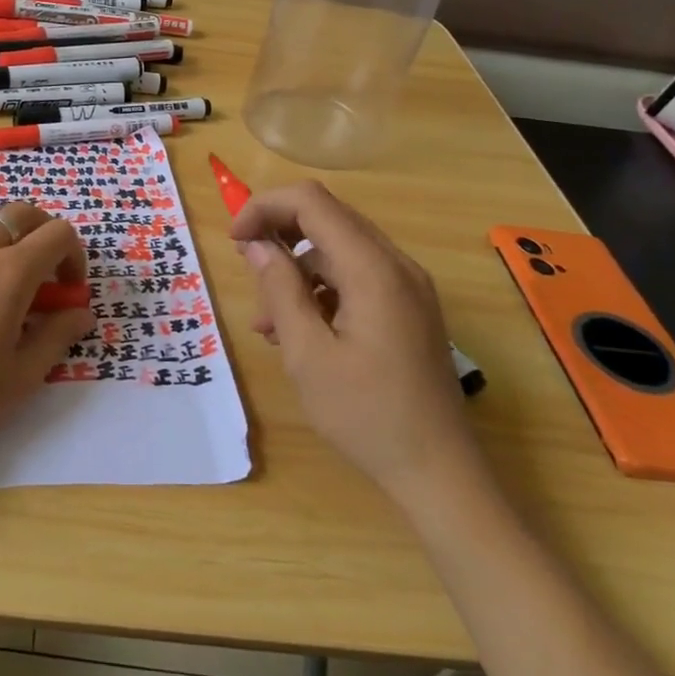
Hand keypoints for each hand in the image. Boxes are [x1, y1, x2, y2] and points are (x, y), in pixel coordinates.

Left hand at [0, 203, 92, 481]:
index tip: (68, 291)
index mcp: (9, 273)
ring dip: (4, 234)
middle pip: (22, 213)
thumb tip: (82, 313)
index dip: (74, 256)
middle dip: (44, 235)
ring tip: (1, 273)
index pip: (58, 234)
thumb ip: (57, 337)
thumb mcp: (20, 378)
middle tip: (44, 274)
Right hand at [230, 181, 484, 505]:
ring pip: (338, 250)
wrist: (439, 473)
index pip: (312, 202)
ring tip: (267, 323)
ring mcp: (407, 287)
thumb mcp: (307, 354)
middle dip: (278, 234)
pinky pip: (355, 278)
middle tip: (246, 270)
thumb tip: (256, 244)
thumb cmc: (366, 414)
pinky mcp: (407, 309)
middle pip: (327, 218)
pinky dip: (319, 291)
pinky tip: (297, 332)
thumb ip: (279, 289)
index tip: (235, 241)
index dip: (265, 208)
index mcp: (373, 270)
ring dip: (296, 270)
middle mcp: (396, 265)